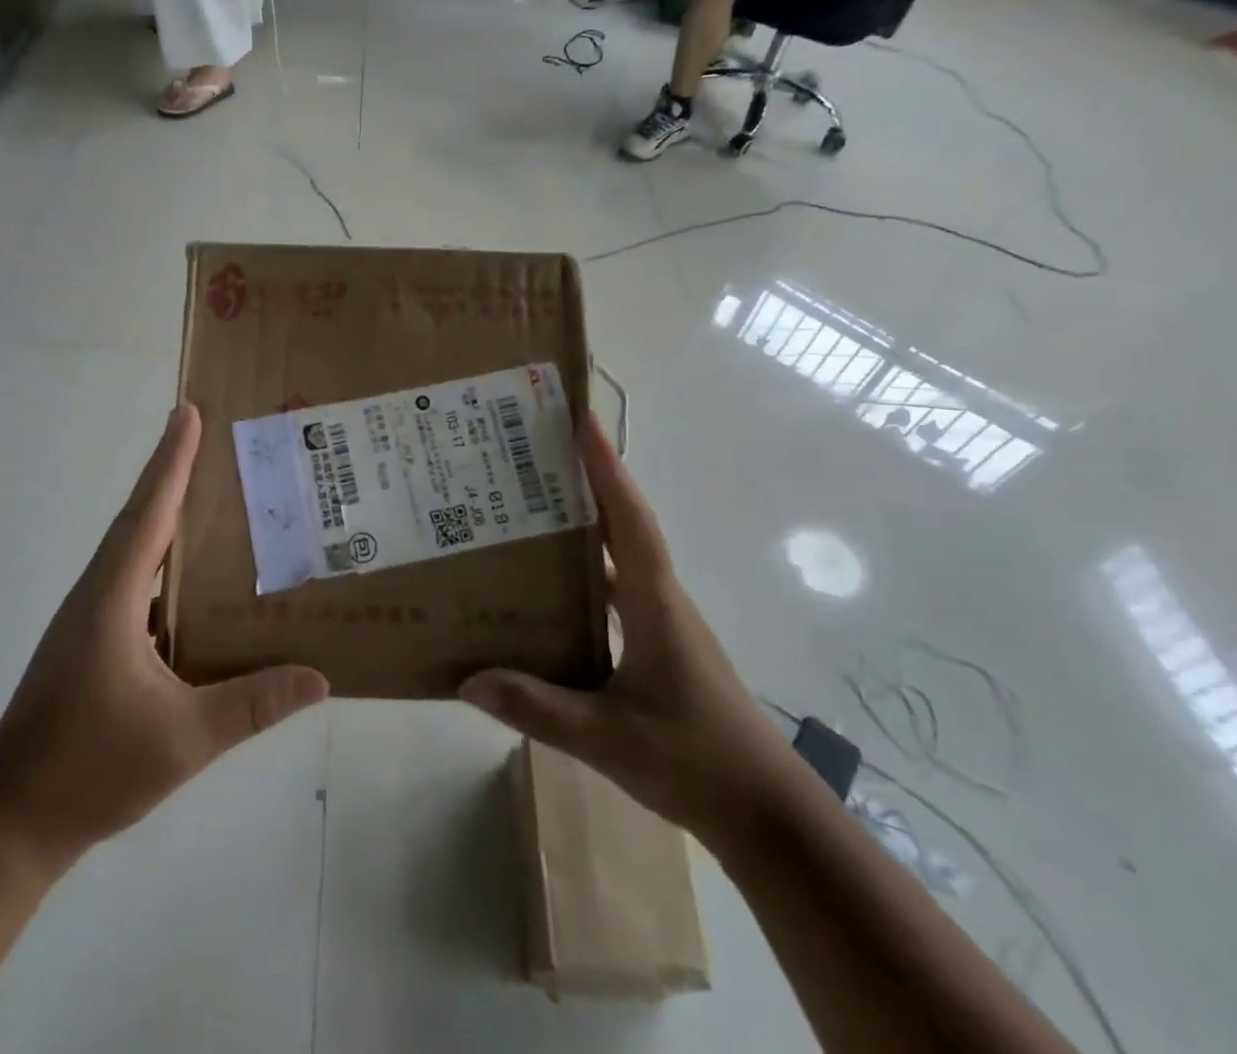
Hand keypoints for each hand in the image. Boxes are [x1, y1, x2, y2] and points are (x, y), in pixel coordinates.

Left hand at [0, 405, 328, 873]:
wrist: (9, 823)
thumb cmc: (90, 769)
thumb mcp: (184, 739)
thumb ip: (254, 705)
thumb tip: (320, 677)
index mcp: (113, 597)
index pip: (150, 512)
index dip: (172, 460)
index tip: (189, 412)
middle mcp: (97, 594)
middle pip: (139, 517)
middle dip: (171, 473)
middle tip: (209, 438)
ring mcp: (88, 620)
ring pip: (132, 551)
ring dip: (164, 516)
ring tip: (211, 500)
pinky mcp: (88, 643)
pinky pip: (132, 583)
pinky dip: (160, 564)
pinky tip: (191, 585)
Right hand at [459, 414, 800, 848]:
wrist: (768, 816)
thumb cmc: (695, 761)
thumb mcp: (607, 739)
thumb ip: (536, 708)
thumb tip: (467, 678)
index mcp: (655, 603)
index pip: (629, 519)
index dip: (607, 468)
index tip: (581, 421)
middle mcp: (659, 599)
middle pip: (622, 524)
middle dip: (586, 482)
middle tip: (534, 455)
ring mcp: (661, 622)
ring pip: (617, 558)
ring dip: (582, 527)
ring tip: (528, 510)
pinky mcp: (658, 645)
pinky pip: (614, 591)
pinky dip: (583, 574)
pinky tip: (545, 590)